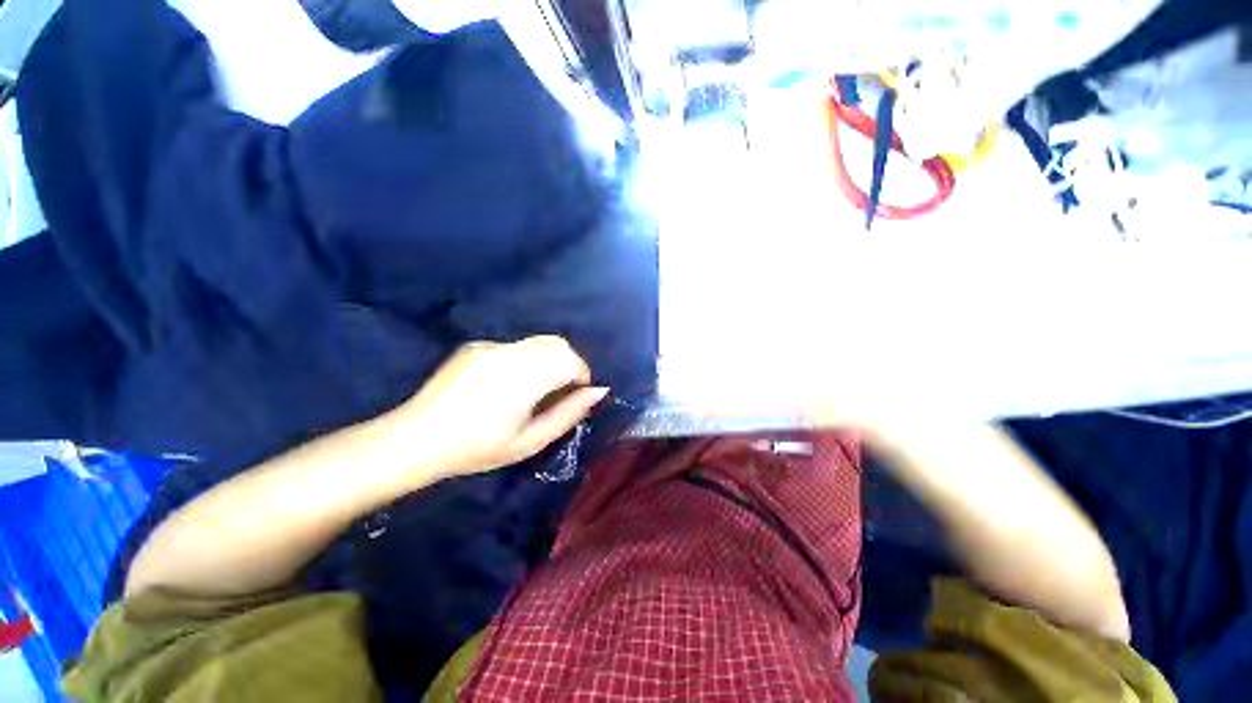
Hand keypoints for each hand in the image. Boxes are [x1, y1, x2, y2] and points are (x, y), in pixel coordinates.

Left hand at [382, 336, 608, 479]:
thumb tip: (599, 391)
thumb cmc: (477, 448)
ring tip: (535, 389)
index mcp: (524, 376)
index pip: (570, 359)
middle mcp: (509, 352)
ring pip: (537, 342)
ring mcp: (490, 346)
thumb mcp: (530, 440)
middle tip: (560, 392)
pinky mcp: (476, 346)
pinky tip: (504, 385)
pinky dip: (524, 359)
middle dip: (568, 363)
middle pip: (556, 343)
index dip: (581, 374)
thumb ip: (569, 413)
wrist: (415, 439)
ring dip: (548, 360)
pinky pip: (514, 347)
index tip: (576, 394)